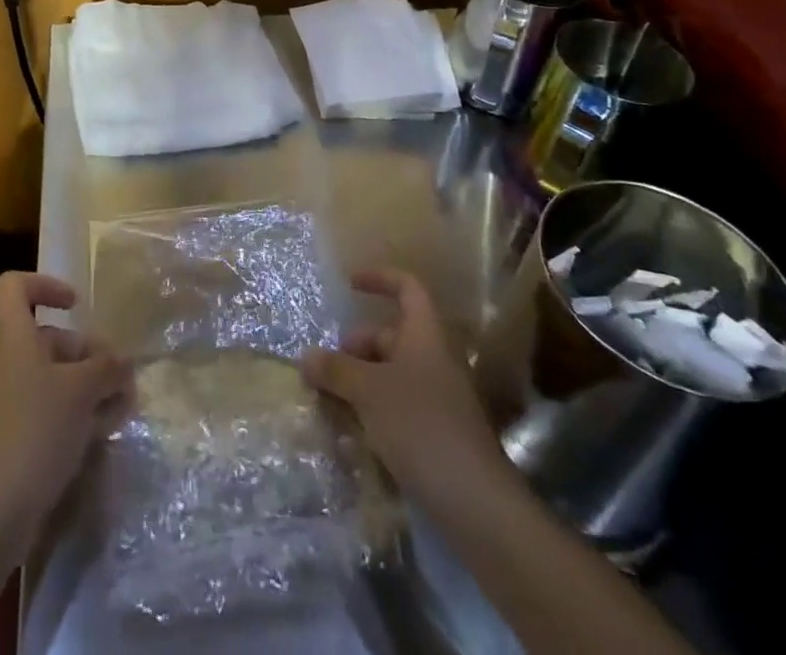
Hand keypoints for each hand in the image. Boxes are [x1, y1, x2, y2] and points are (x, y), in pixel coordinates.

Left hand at [0, 272, 131, 561]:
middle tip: (119, 375)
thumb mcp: (81, 391)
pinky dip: (72, 414)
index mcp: (11, 335)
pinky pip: (44, 409)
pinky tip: (101, 435)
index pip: (15, 285)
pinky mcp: (9, 436)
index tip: (77, 306)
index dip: (46, 285)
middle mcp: (3, 360)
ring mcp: (4, 400)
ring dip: (86, 387)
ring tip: (121, 409)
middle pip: (45, 336)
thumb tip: (123, 362)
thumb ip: (107, 368)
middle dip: (85, 352)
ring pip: (50, 377)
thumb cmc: (35, 430)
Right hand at [301, 268, 512, 513]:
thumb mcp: (368, 392)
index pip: (407, 288)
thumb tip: (307, 356)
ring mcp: (437, 399)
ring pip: (390, 374)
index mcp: (424, 337)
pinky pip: (397, 406)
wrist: (477, 505)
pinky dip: (373, 410)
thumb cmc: (421, 427)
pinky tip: (351, 431)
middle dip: (355, 347)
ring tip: (330, 401)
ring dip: (359, 381)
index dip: (379, 279)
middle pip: (390, 336)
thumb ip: (335, 370)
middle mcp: (433, 361)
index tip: (349, 284)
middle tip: (326, 368)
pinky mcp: (436, 435)